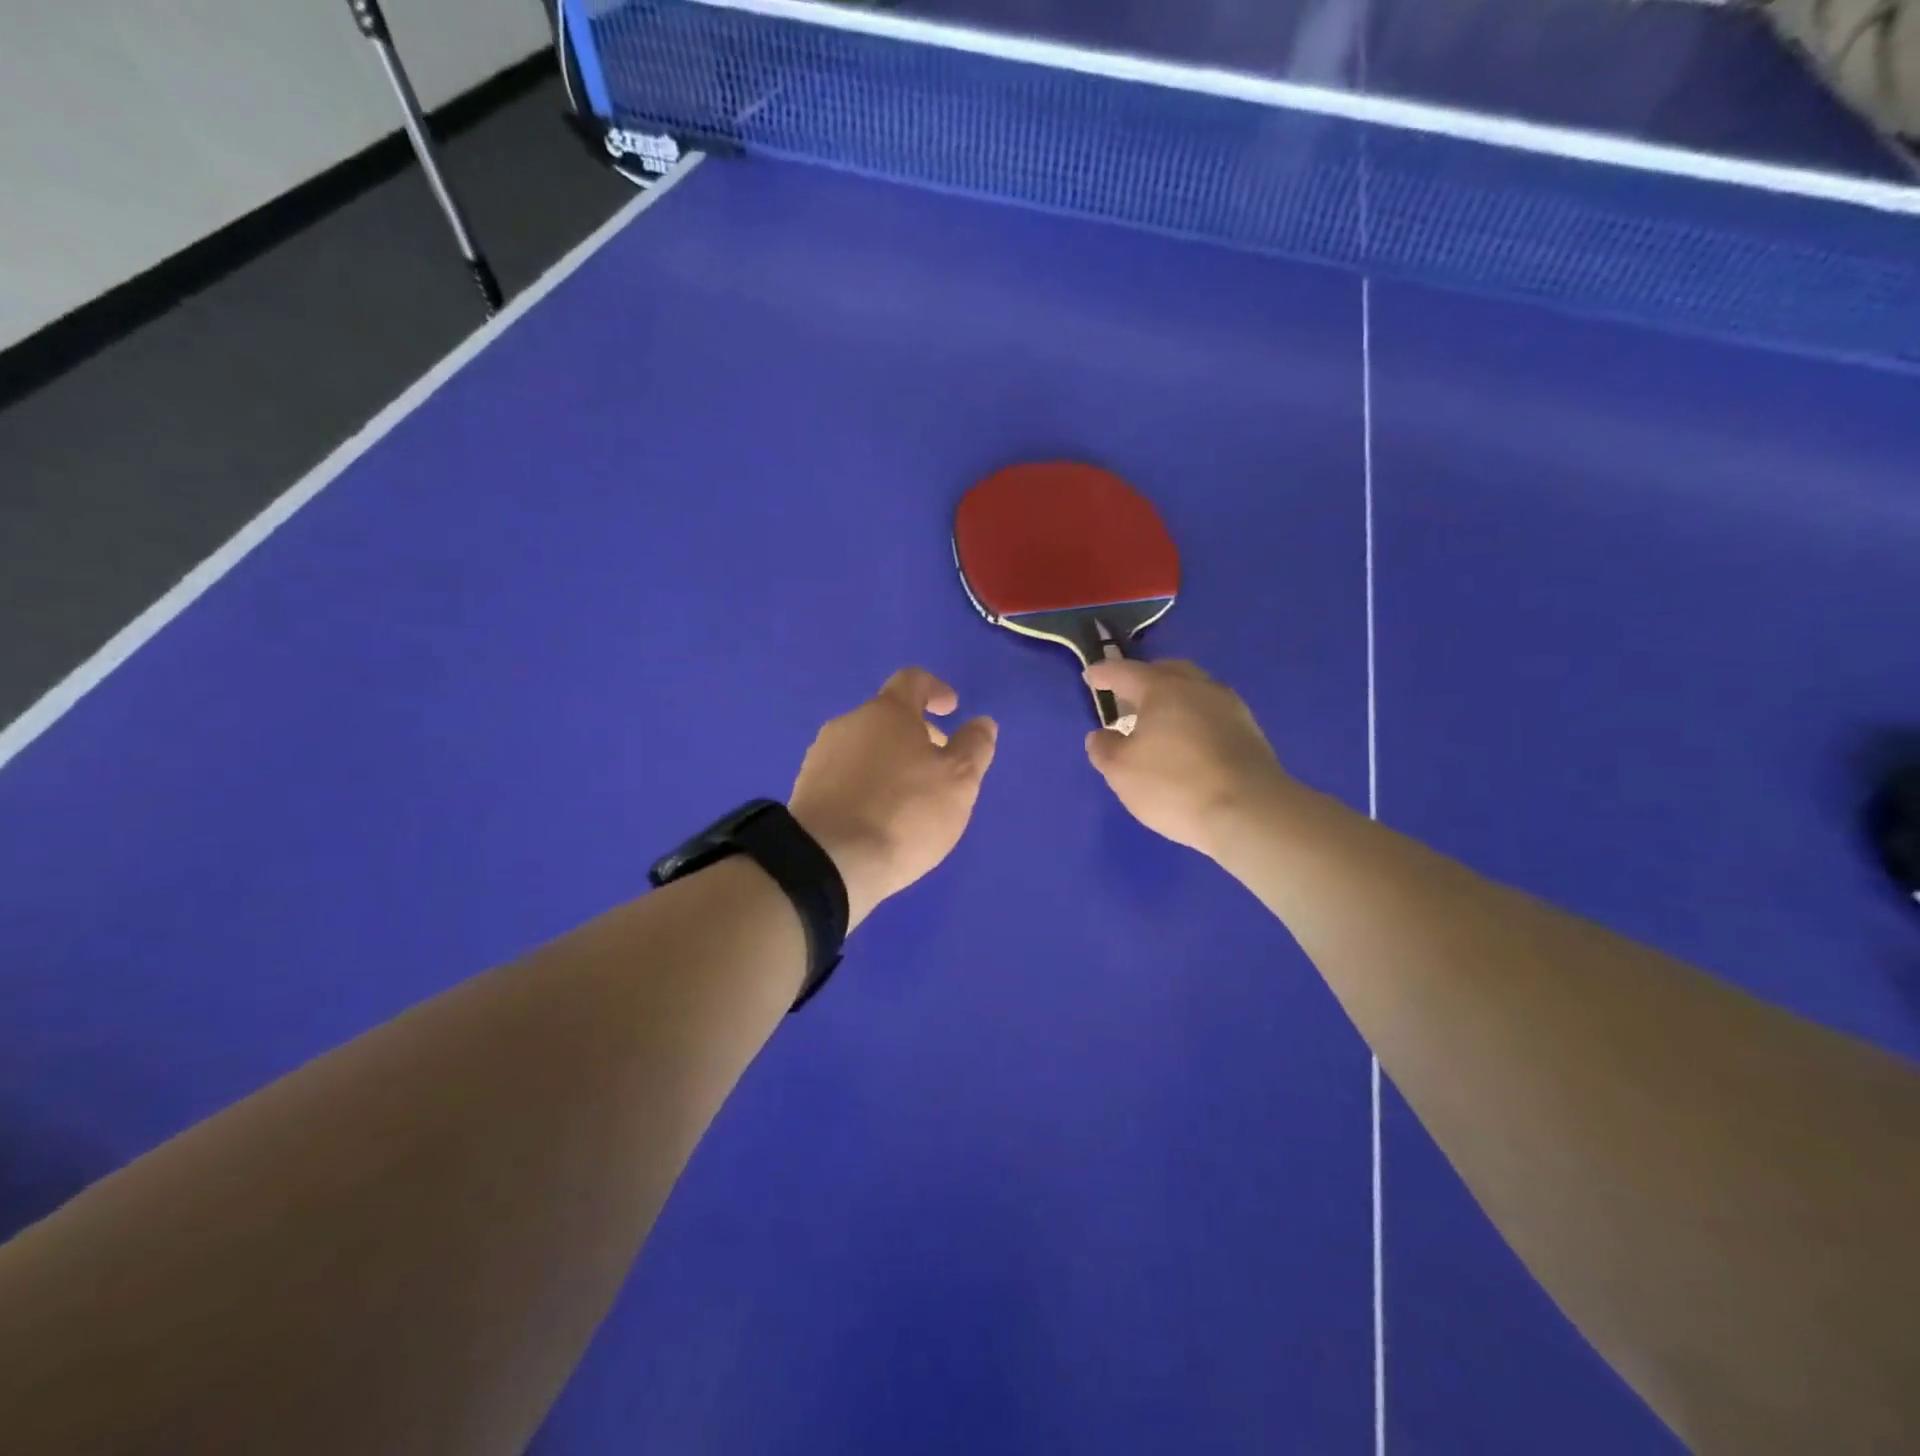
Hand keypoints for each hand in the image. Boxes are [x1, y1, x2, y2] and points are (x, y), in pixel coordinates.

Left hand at [789, 669, 997, 929]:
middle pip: (887, 717)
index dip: (935, 689)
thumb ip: (974, 747)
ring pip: (866, 748)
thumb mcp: (958, 781)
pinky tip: (879, 818)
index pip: (912, 681)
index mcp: (887, 712)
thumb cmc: (904, 813)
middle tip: (939, 765)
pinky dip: (868, 785)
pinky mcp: (807, 790)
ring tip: (911, 799)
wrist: (828, 862)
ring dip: (891, 762)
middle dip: (917, 734)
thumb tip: (982, 722)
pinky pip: (846, 776)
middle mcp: (848, 723)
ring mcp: (821, 756)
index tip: (951, 708)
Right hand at [1083, 659, 1292, 857]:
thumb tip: (1102, 735)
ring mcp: (1230, 707)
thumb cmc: (1175, 785)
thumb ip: (1104, 748)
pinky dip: (1193, 719)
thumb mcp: (1121, 771)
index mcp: (1163, 688)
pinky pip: (1211, 714)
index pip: (1125, 672)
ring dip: (1172, 700)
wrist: (1251, 813)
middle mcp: (1199, 687)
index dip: (1103, 674)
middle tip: (1127, 698)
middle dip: (1144, 680)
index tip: (1091, 676)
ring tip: (1156, 722)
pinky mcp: (1250, 732)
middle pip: (1166, 672)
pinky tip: (1187, 741)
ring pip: (1193, 691)